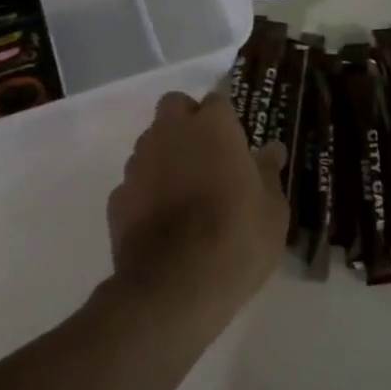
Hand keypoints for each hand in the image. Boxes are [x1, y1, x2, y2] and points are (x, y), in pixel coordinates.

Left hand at [106, 92, 288, 329]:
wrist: (173, 288)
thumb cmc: (236, 239)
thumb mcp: (272, 211)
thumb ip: (269, 172)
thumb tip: (272, 149)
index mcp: (212, 127)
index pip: (217, 100)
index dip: (226, 120)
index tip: (236, 144)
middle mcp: (170, 133)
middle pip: (174, 107)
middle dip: (187, 121)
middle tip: (208, 156)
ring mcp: (138, 163)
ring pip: (151, 142)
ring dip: (166, 155)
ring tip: (185, 192)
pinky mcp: (118, 197)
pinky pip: (135, 181)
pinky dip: (147, 191)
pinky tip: (161, 221)